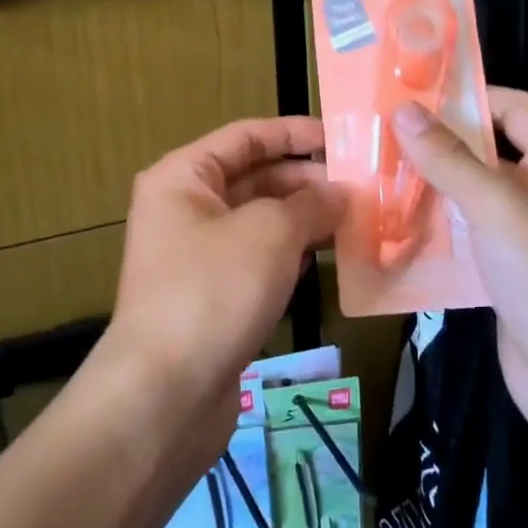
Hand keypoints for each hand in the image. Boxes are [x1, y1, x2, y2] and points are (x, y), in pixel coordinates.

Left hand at [106, 116, 343, 445]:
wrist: (164, 395)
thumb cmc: (213, 291)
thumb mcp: (270, 233)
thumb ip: (311, 203)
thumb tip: (342, 193)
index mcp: (183, 177)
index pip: (246, 136)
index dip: (294, 133)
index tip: (342, 139)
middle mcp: (185, 209)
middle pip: (255, 178)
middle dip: (307, 181)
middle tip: (363, 189)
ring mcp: (197, 255)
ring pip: (261, 222)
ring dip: (305, 220)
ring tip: (358, 222)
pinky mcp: (212, 296)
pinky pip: (258, 260)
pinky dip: (292, 256)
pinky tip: (330, 260)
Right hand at [391, 89, 527, 437]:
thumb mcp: (498, 208)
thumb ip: (450, 160)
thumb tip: (404, 110)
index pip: (514, 108)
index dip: (469, 96)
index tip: (413, 97)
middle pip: (486, 153)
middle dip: (437, 145)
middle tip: (379, 138)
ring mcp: (522, 237)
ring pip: (469, 198)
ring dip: (428, 190)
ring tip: (373, 179)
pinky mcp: (503, 274)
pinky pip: (463, 239)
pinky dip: (432, 232)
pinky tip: (391, 230)